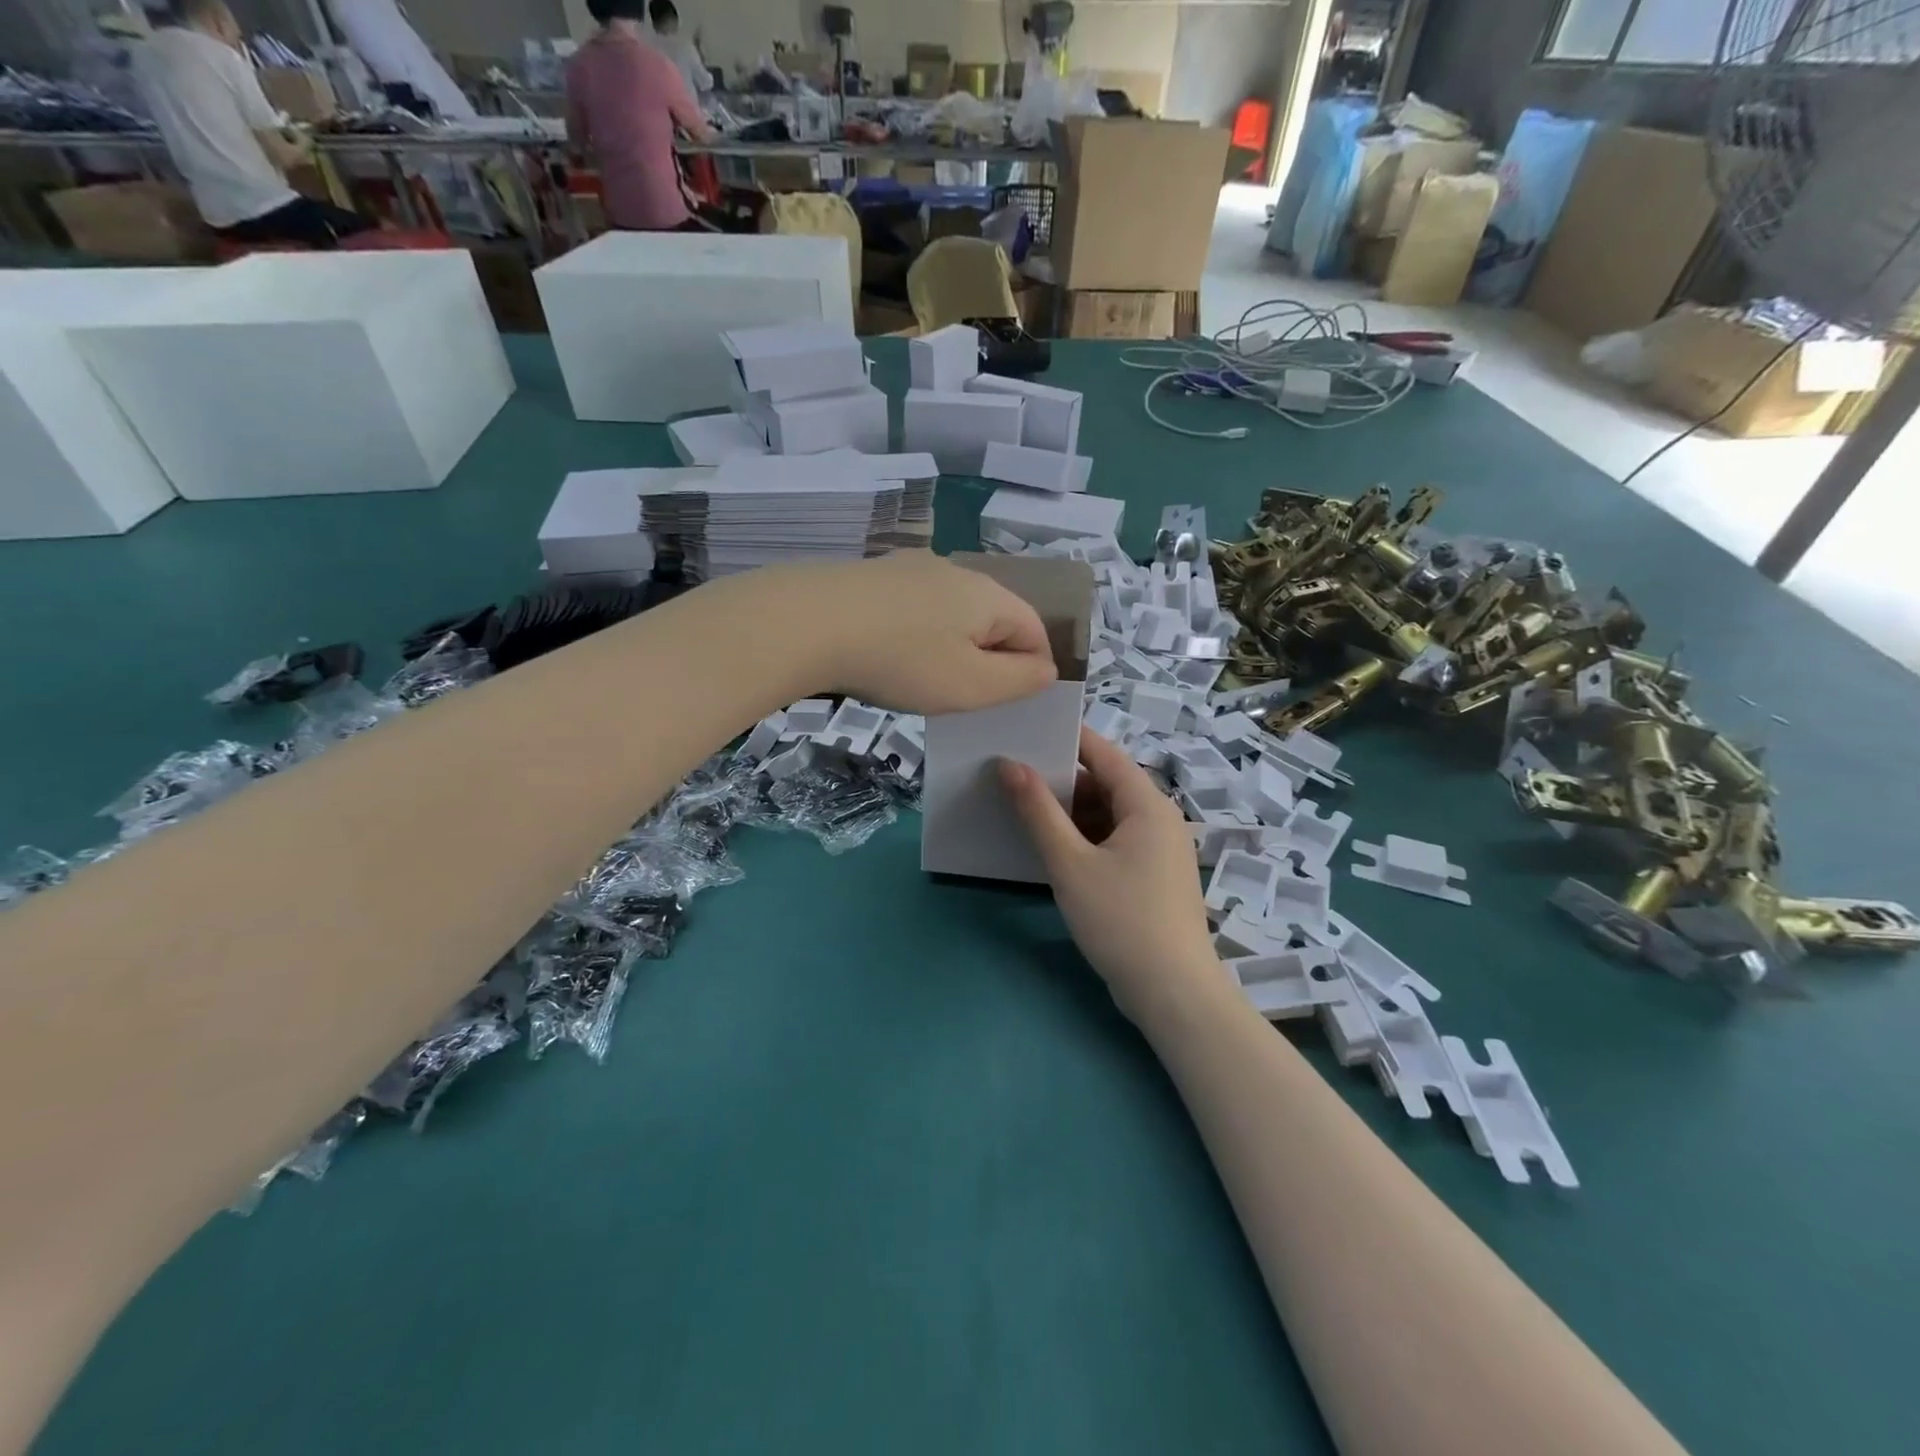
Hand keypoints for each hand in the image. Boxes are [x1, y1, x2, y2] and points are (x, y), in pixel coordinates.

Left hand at [792, 554, 1056, 714]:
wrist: (808, 622)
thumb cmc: (901, 661)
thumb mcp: (972, 685)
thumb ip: (1020, 680)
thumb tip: (1046, 668)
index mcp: (989, 595)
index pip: (1035, 629)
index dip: (1034, 669)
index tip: (1010, 703)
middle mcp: (956, 571)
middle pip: (993, 617)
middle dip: (990, 658)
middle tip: (966, 696)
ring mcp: (911, 568)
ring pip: (952, 612)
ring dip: (951, 646)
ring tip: (925, 679)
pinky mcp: (874, 575)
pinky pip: (914, 608)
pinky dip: (915, 634)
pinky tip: (889, 655)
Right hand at [1000, 729, 1224, 1023]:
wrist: (1174, 994)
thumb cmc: (1121, 920)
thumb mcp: (1070, 864)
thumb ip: (1038, 812)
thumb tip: (1010, 765)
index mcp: (1148, 805)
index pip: (1105, 754)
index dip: (1067, 739)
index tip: (1026, 731)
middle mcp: (1160, 820)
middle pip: (1107, 785)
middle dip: (1062, 780)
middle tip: (1014, 774)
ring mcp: (1160, 851)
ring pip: (1109, 816)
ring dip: (1071, 813)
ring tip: (1024, 808)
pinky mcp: (1154, 878)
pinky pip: (1115, 842)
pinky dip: (1085, 839)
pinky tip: (1053, 848)